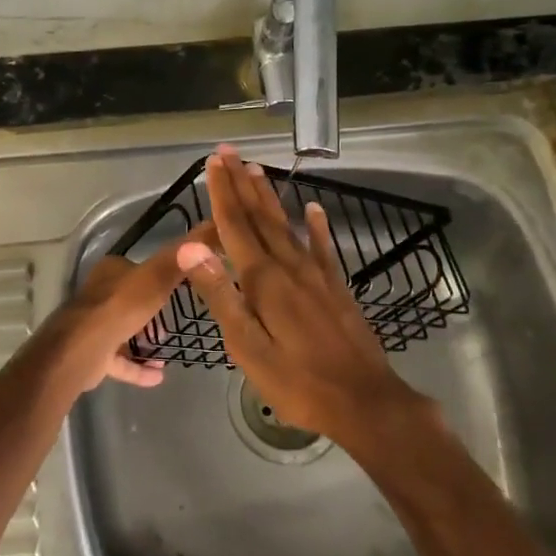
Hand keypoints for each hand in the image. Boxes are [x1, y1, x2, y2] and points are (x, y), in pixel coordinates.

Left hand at [30, 224, 215, 392]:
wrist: (83, 349)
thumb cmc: (120, 307)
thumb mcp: (155, 279)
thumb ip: (177, 260)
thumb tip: (203, 235)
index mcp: (111, 272)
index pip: (136, 269)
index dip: (157, 277)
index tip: (180, 290)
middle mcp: (100, 295)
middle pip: (130, 301)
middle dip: (152, 313)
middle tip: (174, 324)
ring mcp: (94, 325)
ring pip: (124, 330)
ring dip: (145, 341)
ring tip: (167, 348)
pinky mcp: (93, 354)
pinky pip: (120, 360)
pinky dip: (137, 368)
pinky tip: (158, 376)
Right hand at [176, 146, 426, 441]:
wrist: (365, 403)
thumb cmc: (297, 381)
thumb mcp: (247, 346)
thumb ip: (220, 294)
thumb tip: (190, 247)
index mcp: (263, 280)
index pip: (235, 225)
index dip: (222, 193)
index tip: (213, 162)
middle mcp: (289, 267)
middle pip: (260, 217)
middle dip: (242, 183)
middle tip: (228, 152)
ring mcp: (316, 275)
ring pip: (287, 225)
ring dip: (269, 196)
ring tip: (257, 169)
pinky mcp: (336, 288)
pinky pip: (323, 248)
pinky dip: (316, 226)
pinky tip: (314, 208)